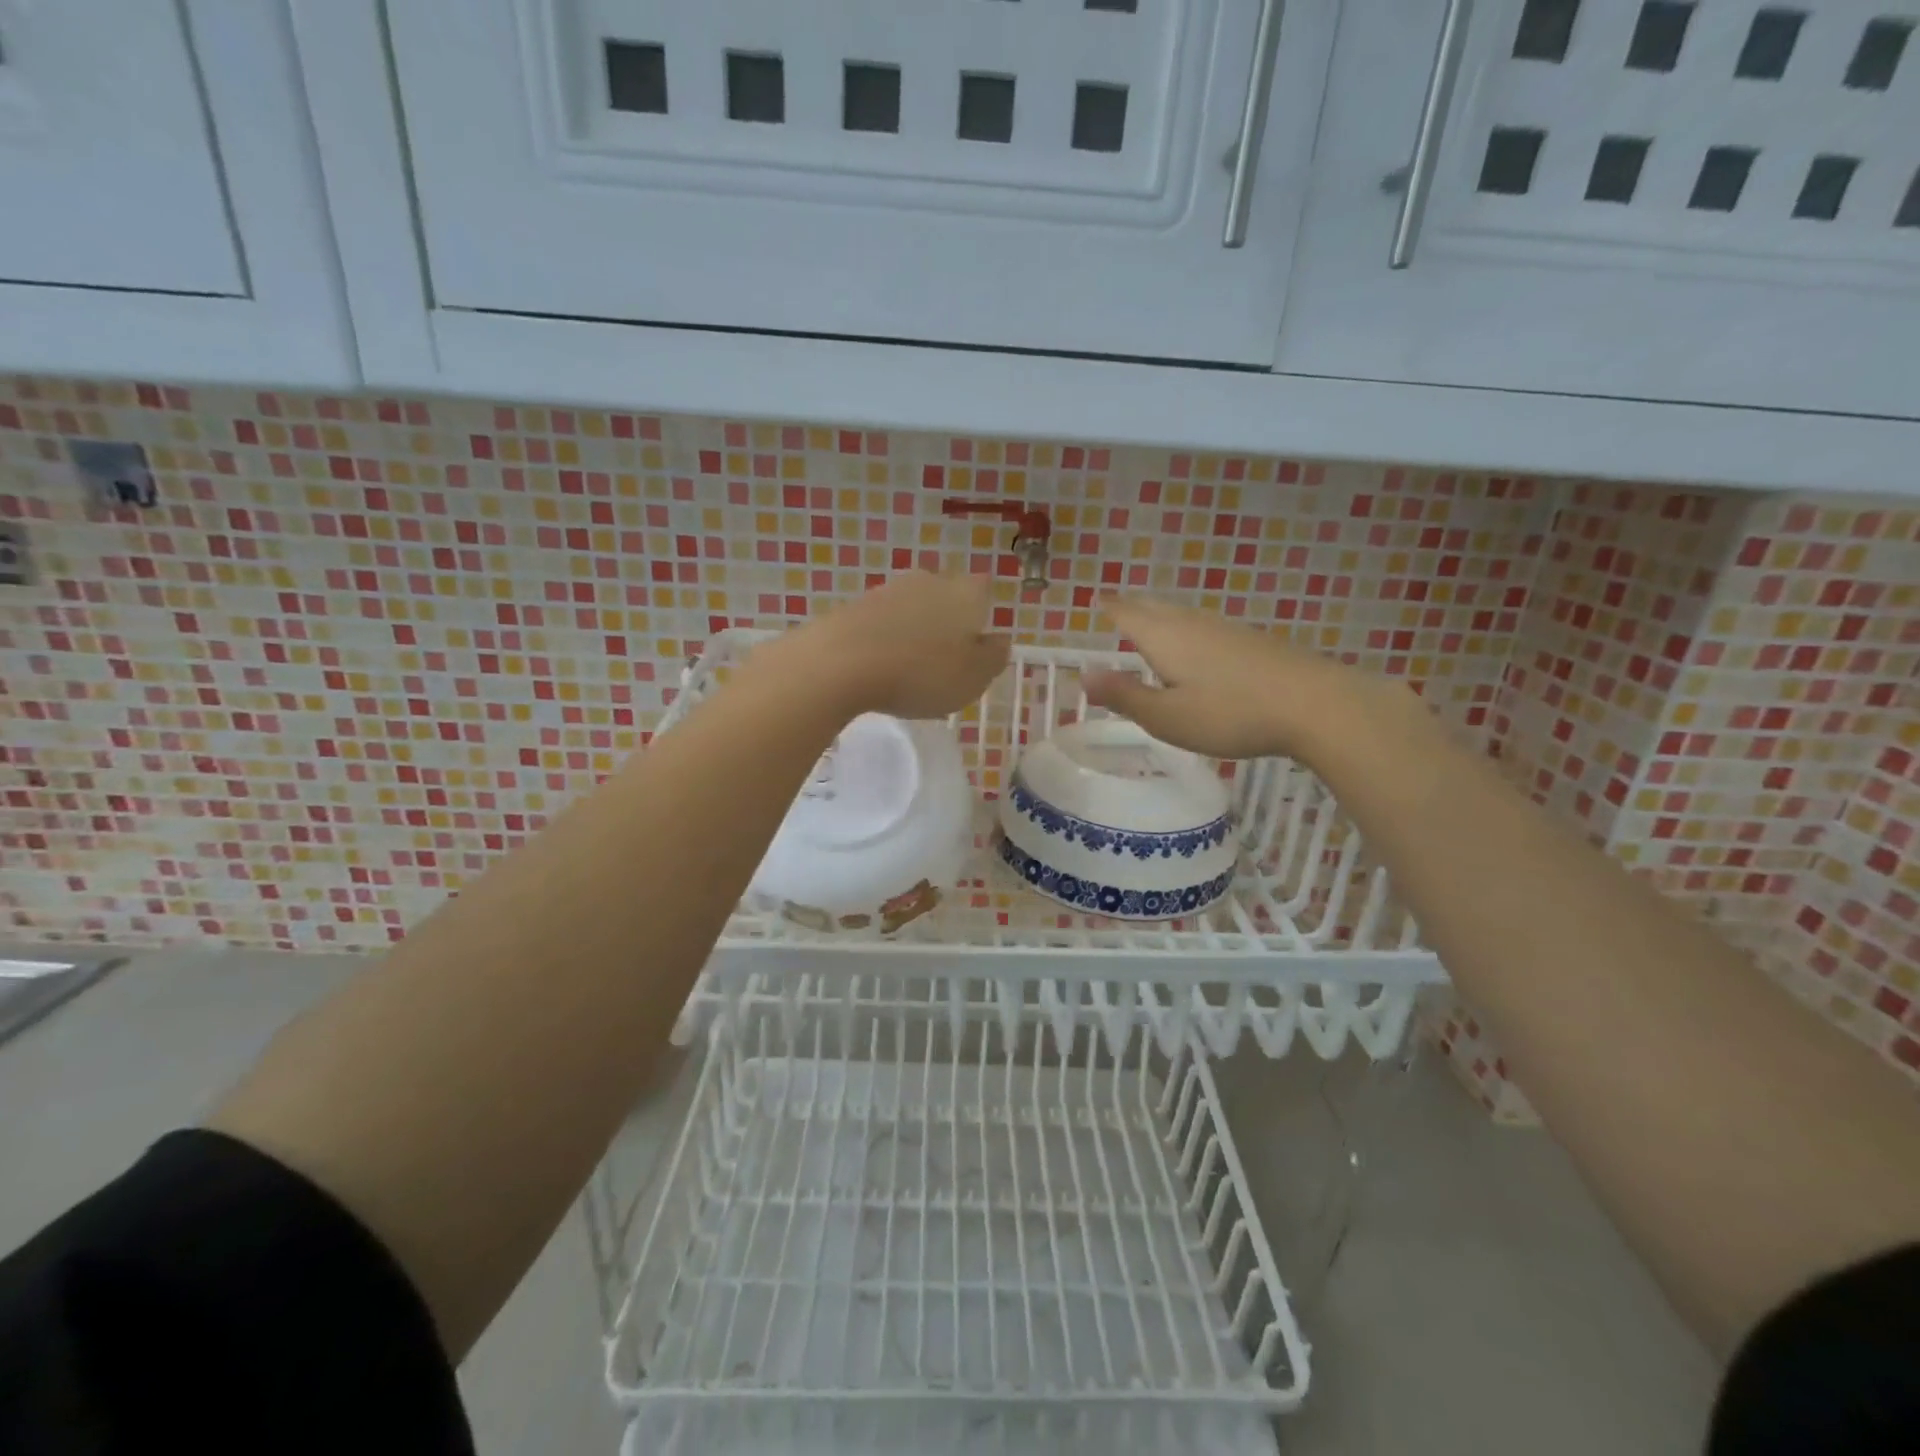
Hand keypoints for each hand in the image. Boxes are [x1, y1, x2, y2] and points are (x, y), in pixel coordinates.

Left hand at [774, 572, 1009, 719]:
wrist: (841, 663)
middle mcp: (928, 580)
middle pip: (946, 595)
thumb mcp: (973, 677)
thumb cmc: (921, 673)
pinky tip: (878, 666)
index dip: (982, 615)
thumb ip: (993, 657)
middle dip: (946, 622)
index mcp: (965, 593)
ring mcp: (887, 589)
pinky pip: (880, 622)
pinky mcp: (853, 606)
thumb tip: (999, 640)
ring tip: (908, 668)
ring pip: (911, 607)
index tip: (976, 645)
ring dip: (913, 631)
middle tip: (943, 660)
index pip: (984, 590)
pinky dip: (884, 640)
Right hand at [1083, 595, 1411, 760]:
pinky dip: (1186, 628)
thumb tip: (1083, 675)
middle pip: (1155, 607)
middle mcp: (1192, 623)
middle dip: (1132, 605)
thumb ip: (1125, 695)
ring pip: (1182, 614)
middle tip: (1116, 604)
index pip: (1127, 614)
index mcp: (1164, 637)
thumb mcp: (1167, 716)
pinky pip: (1204, 626)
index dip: (1110, 607)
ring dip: (1160, 614)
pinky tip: (1196, 643)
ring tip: (1149, 620)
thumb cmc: (1230, 713)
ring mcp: (1226, 629)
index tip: (1095, 599)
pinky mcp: (1252, 641)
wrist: (1315, 704)